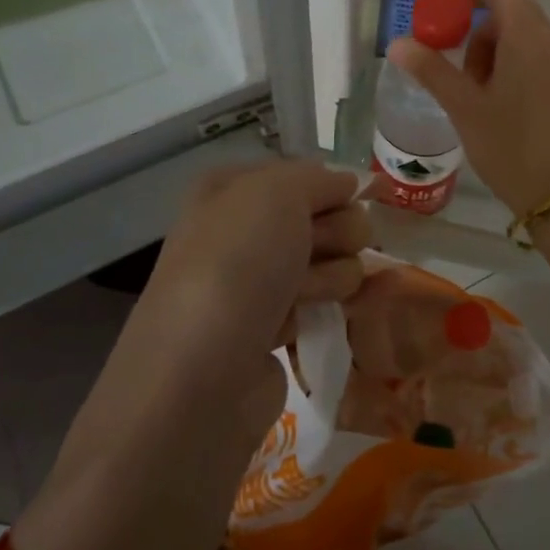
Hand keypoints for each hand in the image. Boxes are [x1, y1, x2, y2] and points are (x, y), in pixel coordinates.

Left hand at [76, 160, 366, 452]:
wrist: (200, 376)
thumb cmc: (236, 267)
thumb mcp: (277, 193)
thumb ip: (320, 177)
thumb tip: (349, 183)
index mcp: (232, 189)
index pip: (306, 174)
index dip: (331, 189)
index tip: (345, 203)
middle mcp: (241, 230)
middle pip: (325, 217)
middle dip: (334, 234)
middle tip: (312, 253)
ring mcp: (257, 282)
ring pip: (331, 260)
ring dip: (328, 276)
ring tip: (299, 299)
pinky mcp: (273, 327)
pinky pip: (322, 302)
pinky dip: (325, 308)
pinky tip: (310, 322)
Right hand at [386, 0, 549, 215]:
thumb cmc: (511, 147)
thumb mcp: (464, 108)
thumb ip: (432, 70)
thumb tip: (399, 43)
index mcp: (531, 39)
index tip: (447, 4)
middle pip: (515, 15)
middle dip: (480, 31)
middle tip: (457, 68)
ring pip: (527, 40)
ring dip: (496, 52)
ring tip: (476, 95)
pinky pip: (541, 61)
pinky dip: (515, 67)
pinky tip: (500, 106)